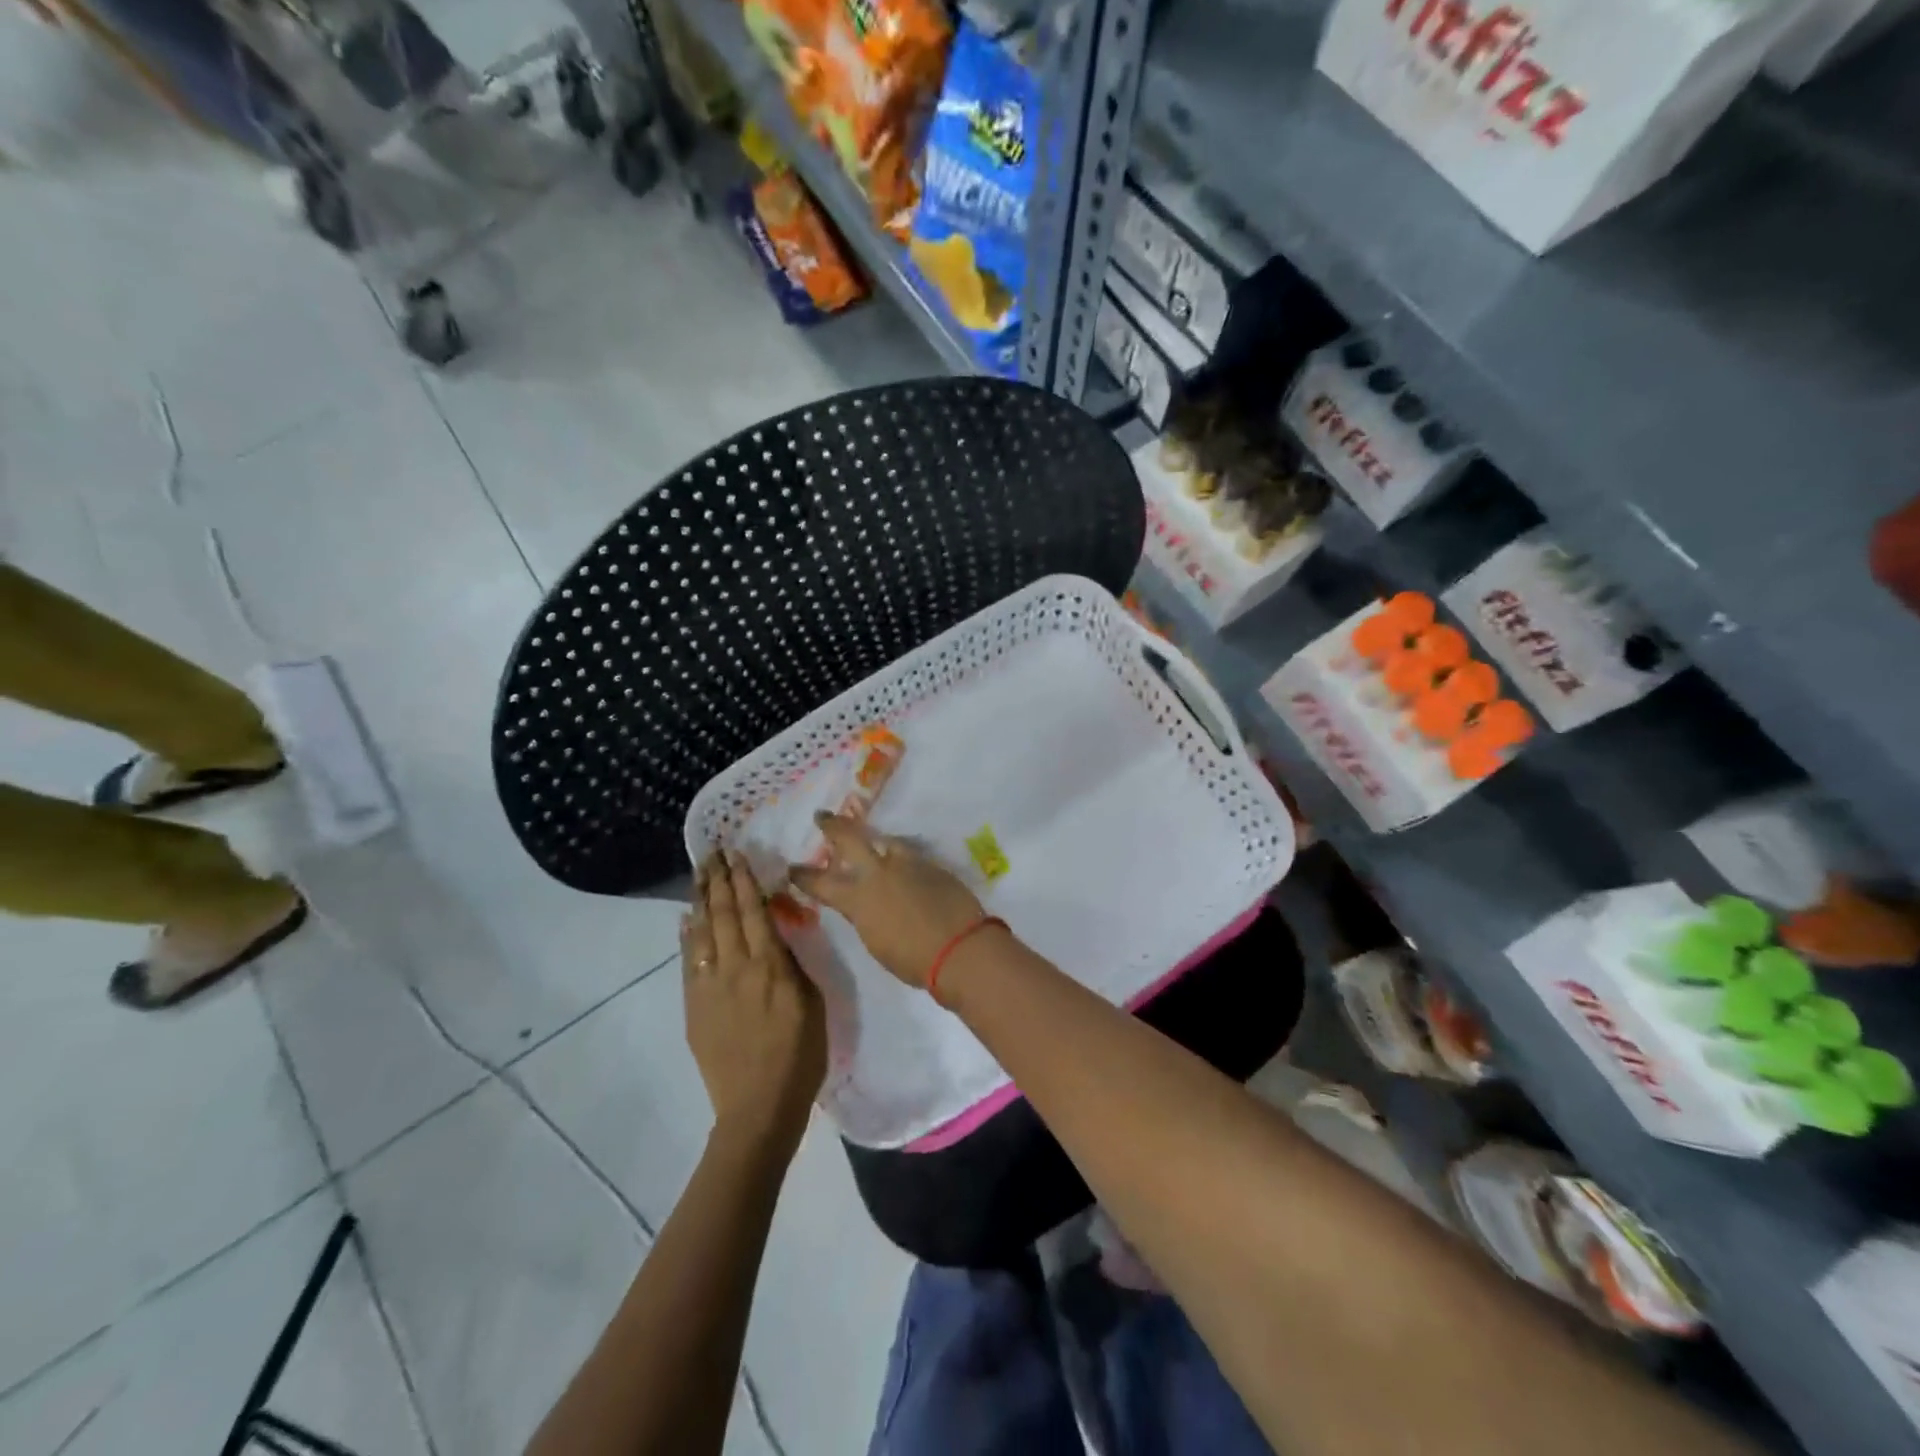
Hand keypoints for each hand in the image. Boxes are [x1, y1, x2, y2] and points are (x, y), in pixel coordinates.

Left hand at [682, 851, 826, 1155]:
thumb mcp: (813, 1002)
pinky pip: (689, 963)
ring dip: (700, 900)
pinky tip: (686, 920)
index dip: (745, 881)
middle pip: (724, 915)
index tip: (738, 855)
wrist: (758, 1106)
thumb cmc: (800, 1055)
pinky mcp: (695, 1007)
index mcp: (770, 966)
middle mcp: (736, 968)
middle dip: (719, 880)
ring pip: (703, 933)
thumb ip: (792, 965)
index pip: (754, 911)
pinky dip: (687, 937)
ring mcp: (710, 987)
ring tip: (699, 875)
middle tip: (713, 853)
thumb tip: (775, 936)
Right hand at [790, 812, 985, 987]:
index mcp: (858, 898)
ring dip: (873, 839)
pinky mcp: (932, 864)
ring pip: (885, 840)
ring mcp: (908, 864)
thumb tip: (863, 904)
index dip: (803, 875)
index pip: (821, 882)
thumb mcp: (876, 942)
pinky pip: (910, 854)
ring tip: (870, 838)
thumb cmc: (914, 960)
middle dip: (833, 825)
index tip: (792, 868)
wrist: (960, 947)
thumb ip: (864, 916)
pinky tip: (902, 863)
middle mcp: (879, 872)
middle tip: (822, 816)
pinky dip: (900, 856)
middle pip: (850, 838)